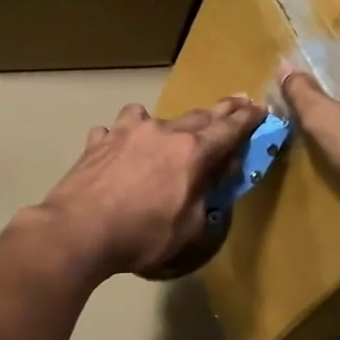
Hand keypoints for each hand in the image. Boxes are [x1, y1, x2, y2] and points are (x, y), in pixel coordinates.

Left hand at [36, 97, 264, 277]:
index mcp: (191, 151)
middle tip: (235, 104)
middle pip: (197, 116)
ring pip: (150, 115)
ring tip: (164, 132)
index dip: (247, 119)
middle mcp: (161, 132)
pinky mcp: (98, 142)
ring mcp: (125, 132)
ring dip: (163, 123)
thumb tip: (211, 178)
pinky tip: (115, 150)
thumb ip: (204, 196)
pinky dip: (120, 138)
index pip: (228, 129)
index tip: (259, 107)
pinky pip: (114, 131)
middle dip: (219, 111)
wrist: (79, 230)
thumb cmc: (142, 235)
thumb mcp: (189, 226)